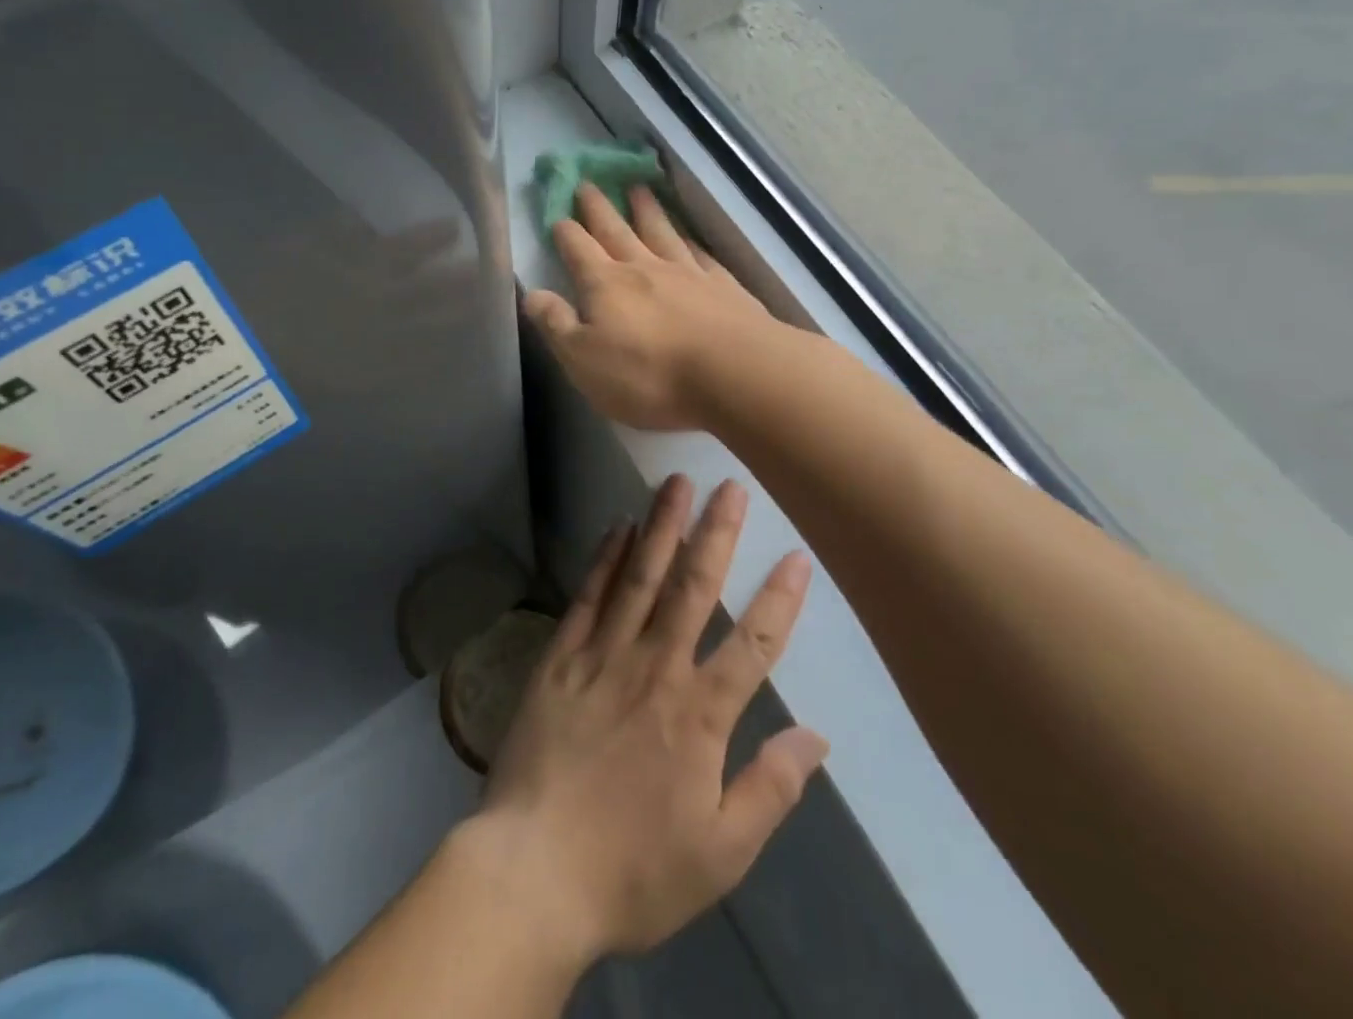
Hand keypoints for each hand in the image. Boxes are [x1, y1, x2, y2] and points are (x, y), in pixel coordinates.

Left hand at [461, 475, 826, 962]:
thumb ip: (771, 789)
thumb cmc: (634, 869)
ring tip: (676, 483)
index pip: (752, 646)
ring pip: (639, 578)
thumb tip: (817, 736)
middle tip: (730, 486)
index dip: (780, 600)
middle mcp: (654, 669)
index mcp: (698, 717)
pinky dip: (604, 558)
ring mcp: (602, 657)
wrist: (535, 870)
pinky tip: (617, 526)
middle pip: (693, 589)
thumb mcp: (721, 853)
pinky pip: (587, 596)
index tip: (798, 556)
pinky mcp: (559, 657)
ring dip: (660, 527)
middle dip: (716, 534)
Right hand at [523, 184, 777, 429]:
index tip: (557, 215)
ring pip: (661, 232)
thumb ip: (557, 324)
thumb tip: (531, 293)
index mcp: (605, 285)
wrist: (734, 373)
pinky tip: (689, 238)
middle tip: (588, 183)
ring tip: (638, 189)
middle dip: (599, 208)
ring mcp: (687, 273)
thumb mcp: (584, 360)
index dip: (565, 232)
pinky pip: (700, 254)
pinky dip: (690, 241)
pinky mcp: (723, 287)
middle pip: (616, 230)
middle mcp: (644, 268)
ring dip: (646, 210)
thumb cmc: (648, 375)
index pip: (578, 249)